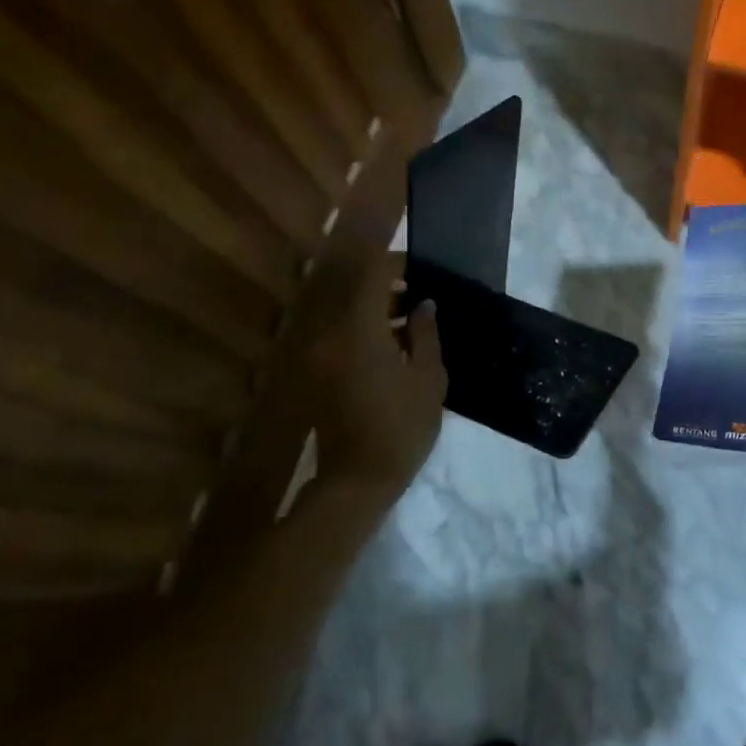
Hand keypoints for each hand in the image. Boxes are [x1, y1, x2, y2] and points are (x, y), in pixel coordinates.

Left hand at [310, 252, 446, 494]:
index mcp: (359, 329)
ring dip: (376, 310)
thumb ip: (426, 334)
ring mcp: (319, 354)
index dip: (395, 263)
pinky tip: (393, 348)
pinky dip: (364, 331)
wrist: (356, 483)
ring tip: (411, 323)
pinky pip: (341, 336)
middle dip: (388, 287)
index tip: (420, 268)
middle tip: (421, 295)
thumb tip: (423, 305)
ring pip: (348, 314)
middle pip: (356, 292)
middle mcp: (331, 334)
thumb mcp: (428, 378)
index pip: (372, 275)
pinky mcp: (317, 373)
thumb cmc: (401, 428)